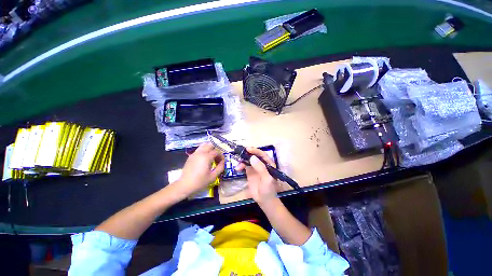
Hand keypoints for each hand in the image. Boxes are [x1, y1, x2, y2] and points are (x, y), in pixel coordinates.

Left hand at [176, 143, 224, 196]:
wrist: (185, 185)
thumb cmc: (200, 182)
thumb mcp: (213, 176)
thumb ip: (220, 167)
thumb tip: (223, 161)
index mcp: (206, 157)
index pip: (217, 151)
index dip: (221, 156)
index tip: (222, 162)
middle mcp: (201, 152)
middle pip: (210, 145)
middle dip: (216, 150)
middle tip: (217, 158)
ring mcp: (195, 153)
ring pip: (204, 145)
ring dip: (209, 149)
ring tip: (211, 156)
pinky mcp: (191, 156)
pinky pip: (199, 149)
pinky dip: (204, 150)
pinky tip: (204, 159)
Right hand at [236, 147, 278, 205]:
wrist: (264, 200)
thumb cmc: (268, 189)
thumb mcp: (266, 179)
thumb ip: (260, 168)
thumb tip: (252, 157)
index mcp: (268, 164)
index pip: (262, 155)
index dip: (255, 151)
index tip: (247, 149)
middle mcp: (262, 164)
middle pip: (254, 156)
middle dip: (247, 154)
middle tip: (240, 153)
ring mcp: (255, 168)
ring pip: (248, 160)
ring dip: (243, 160)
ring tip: (238, 165)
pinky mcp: (250, 172)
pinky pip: (244, 166)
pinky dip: (241, 166)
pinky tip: (237, 169)